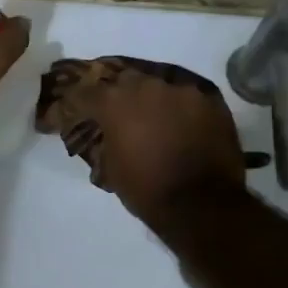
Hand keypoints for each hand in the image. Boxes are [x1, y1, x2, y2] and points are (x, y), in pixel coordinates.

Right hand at [84, 67, 248, 224]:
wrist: (200, 205)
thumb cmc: (146, 190)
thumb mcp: (111, 168)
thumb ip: (106, 141)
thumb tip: (109, 134)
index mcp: (115, 103)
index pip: (86, 92)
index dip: (79, 103)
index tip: (76, 110)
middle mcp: (146, 87)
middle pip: (125, 81)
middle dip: (120, 96)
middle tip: (121, 115)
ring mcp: (181, 91)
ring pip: (160, 88)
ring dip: (153, 102)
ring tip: (156, 121)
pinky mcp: (210, 102)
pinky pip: (188, 100)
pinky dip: (181, 111)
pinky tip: (183, 127)